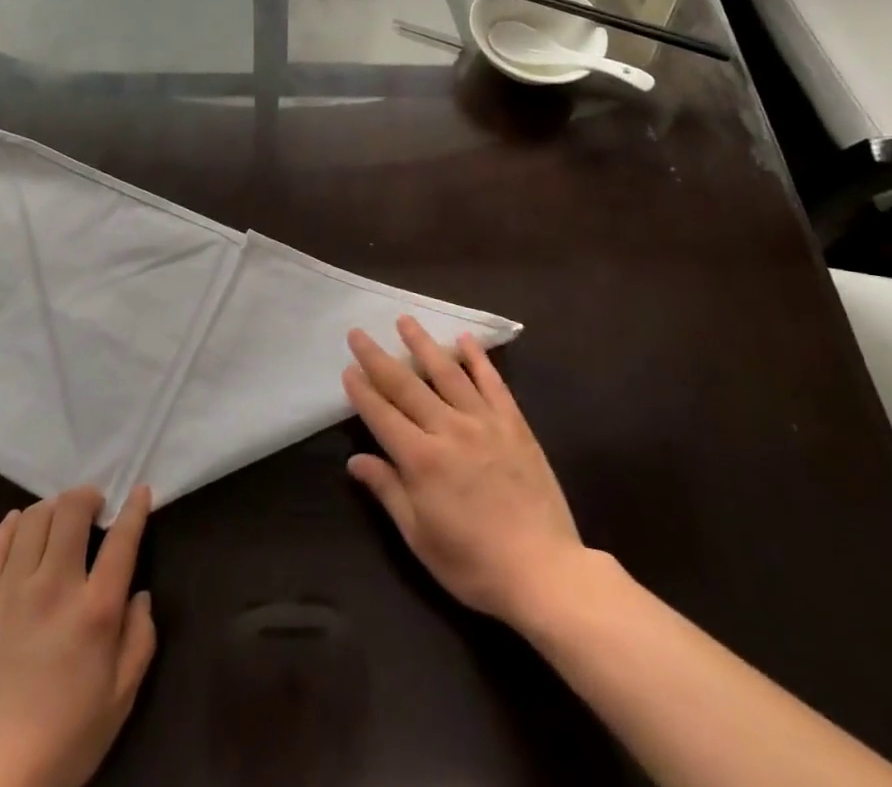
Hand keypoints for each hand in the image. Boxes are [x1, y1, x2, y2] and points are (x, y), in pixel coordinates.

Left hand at [0, 486, 156, 786]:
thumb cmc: (61, 745)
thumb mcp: (119, 701)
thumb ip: (140, 641)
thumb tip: (141, 595)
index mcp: (95, 610)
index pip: (122, 538)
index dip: (134, 508)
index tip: (139, 492)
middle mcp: (55, 586)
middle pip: (72, 511)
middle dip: (88, 497)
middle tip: (94, 506)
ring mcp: (11, 591)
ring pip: (34, 519)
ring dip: (52, 508)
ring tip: (58, 518)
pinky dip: (11, 526)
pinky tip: (19, 524)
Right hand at [344, 318, 588, 629]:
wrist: (545, 571)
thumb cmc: (474, 564)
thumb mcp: (420, 537)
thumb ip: (388, 491)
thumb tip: (355, 461)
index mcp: (421, 459)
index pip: (382, 415)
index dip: (362, 391)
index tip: (347, 368)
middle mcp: (448, 429)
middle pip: (406, 385)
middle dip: (378, 358)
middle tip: (359, 332)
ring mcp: (483, 422)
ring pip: (447, 372)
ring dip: (423, 343)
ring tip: (405, 320)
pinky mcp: (513, 423)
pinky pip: (492, 382)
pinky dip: (477, 358)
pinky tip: (465, 339)